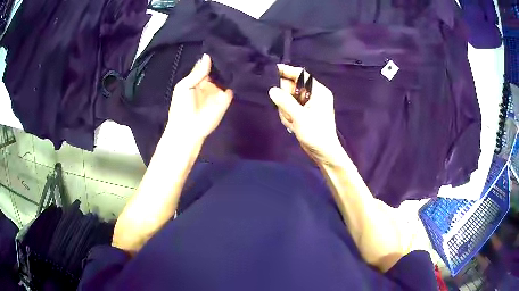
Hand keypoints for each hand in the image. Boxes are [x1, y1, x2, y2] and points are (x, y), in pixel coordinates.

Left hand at [166, 54, 232, 142]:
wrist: (188, 129)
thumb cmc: (181, 107)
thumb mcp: (184, 86)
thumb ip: (197, 72)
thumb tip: (207, 56)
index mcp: (197, 81)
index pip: (206, 66)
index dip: (212, 58)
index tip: (220, 46)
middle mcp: (209, 84)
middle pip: (218, 70)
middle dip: (223, 61)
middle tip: (231, 49)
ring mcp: (218, 92)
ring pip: (226, 77)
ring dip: (230, 69)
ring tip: (237, 55)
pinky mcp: (226, 100)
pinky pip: (232, 88)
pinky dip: (236, 81)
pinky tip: (239, 70)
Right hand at [269, 64, 342, 164]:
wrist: (323, 153)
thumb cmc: (315, 134)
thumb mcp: (299, 117)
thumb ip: (285, 102)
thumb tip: (272, 90)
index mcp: (319, 92)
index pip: (301, 75)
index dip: (288, 71)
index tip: (273, 70)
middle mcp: (314, 95)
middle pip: (293, 88)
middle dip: (286, 99)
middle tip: (286, 111)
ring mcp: (309, 105)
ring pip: (289, 99)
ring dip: (286, 110)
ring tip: (292, 122)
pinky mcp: (304, 113)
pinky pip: (290, 108)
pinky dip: (288, 116)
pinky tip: (292, 125)